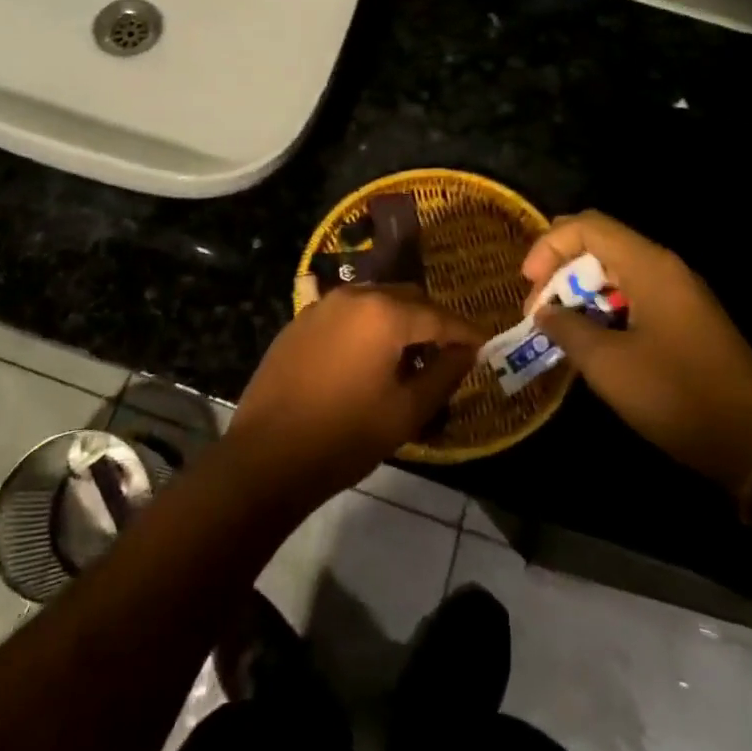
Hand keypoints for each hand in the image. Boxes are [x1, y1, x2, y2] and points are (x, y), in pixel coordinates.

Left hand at [225, 286, 485, 512]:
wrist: (267, 454)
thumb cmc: (345, 436)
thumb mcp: (406, 412)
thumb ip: (444, 375)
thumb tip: (466, 351)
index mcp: (385, 313)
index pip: (439, 316)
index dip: (465, 332)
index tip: (484, 346)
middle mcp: (355, 296)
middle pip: (407, 298)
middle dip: (432, 323)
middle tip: (447, 356)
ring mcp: (323, 305)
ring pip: (376, 301)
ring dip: (398, 322)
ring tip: (408, 361)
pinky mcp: (301, 320)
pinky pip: (347, 314)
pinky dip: (367, 327)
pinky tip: (367, 360)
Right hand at [522, 212, 751, 493]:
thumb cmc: (677, 395)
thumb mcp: (608, 364)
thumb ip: (567, 328)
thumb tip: (545, 312)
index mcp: (649, 266)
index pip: (587, 226)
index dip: (549, 246)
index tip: (528, 285)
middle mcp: (665, 268)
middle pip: (600, 244)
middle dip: (560, 270)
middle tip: (539, 309)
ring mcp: (680, 294)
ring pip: (615, 272)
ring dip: (580, 292)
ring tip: (559, 328)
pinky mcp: (686, 321)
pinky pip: (634, 296)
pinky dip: (604, 308)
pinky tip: (592, 342)